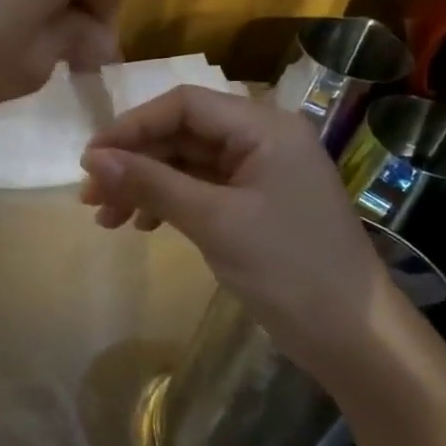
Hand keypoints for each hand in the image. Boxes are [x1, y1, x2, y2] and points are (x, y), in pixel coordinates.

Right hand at [79, 87, 391, 382]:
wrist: (356, 340)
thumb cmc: (289, 269)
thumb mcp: (213, 221)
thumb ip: (150, 182)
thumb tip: (91, 158)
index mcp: (264, 128)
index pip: (183, 105)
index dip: (131, 126)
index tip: (91, 159)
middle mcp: (261, 140)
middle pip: (180, 133)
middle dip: (133, 162)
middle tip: (90, 195)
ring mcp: (258, 173)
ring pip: (183, 163)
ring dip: (142, 184)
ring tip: (105, 217)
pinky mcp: (252, 204)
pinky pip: (197, 188)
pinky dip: (164, 202)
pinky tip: (139, 224)